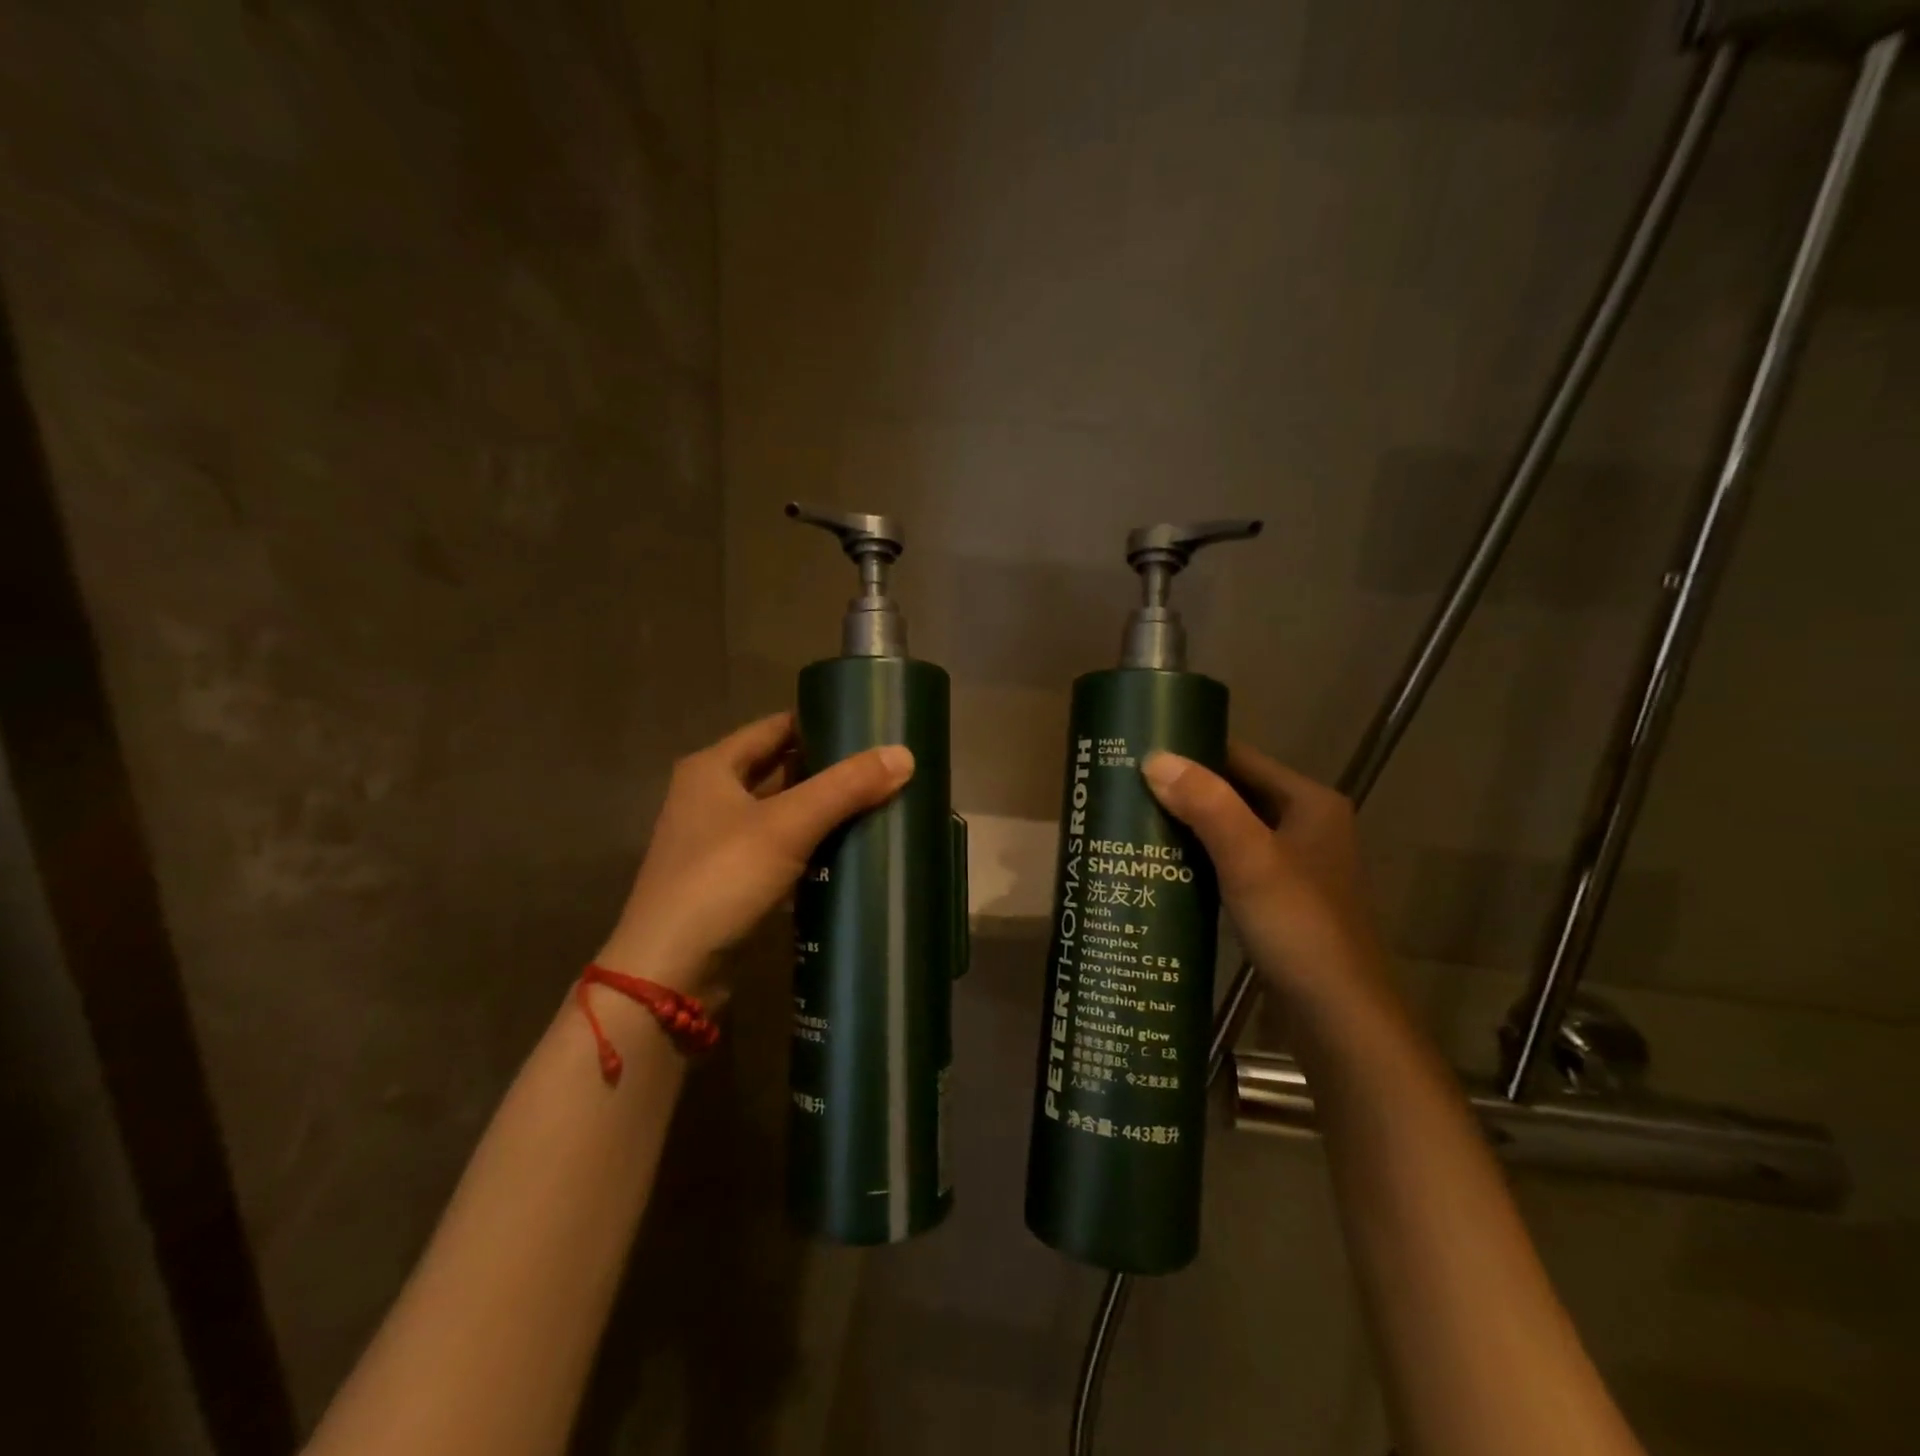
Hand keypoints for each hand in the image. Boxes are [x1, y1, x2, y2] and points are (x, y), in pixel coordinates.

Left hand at [596, 711, 913, 1001]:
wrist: (669, 972)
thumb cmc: (721, 879)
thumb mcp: (787, 825)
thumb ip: (845, 787)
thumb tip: (905, 754)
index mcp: (713, 768)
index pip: (776, 727)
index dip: (821, 722)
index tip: (870, 726)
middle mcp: (710, 796)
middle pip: (780, 769)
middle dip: (828, 769)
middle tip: (884, 767)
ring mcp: (718, 841)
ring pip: (782, 812)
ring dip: (822, 811)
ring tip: (878, 804)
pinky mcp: (730, 881)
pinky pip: (780, 850)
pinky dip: (810, 847)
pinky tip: (849, 852)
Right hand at [1142, 742, 1380, 1001]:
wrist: (1338, 1018)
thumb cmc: (1299, 927)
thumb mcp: (1250, 859)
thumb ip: (1207, 805)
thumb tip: (1154, 758)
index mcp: (1309, 803)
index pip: (1239, 758)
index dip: (1191, 751)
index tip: (1138, 753)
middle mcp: (1305, 826)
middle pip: (1233, 793)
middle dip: (1182, 791)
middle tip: (1124, 789)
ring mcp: (1292, 866)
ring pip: (1229, 831)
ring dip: (1187, 827)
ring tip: (1132, 823)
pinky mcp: (1277, 901)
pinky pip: (1230, 864)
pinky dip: (1198, 860)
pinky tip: (1160, 867)